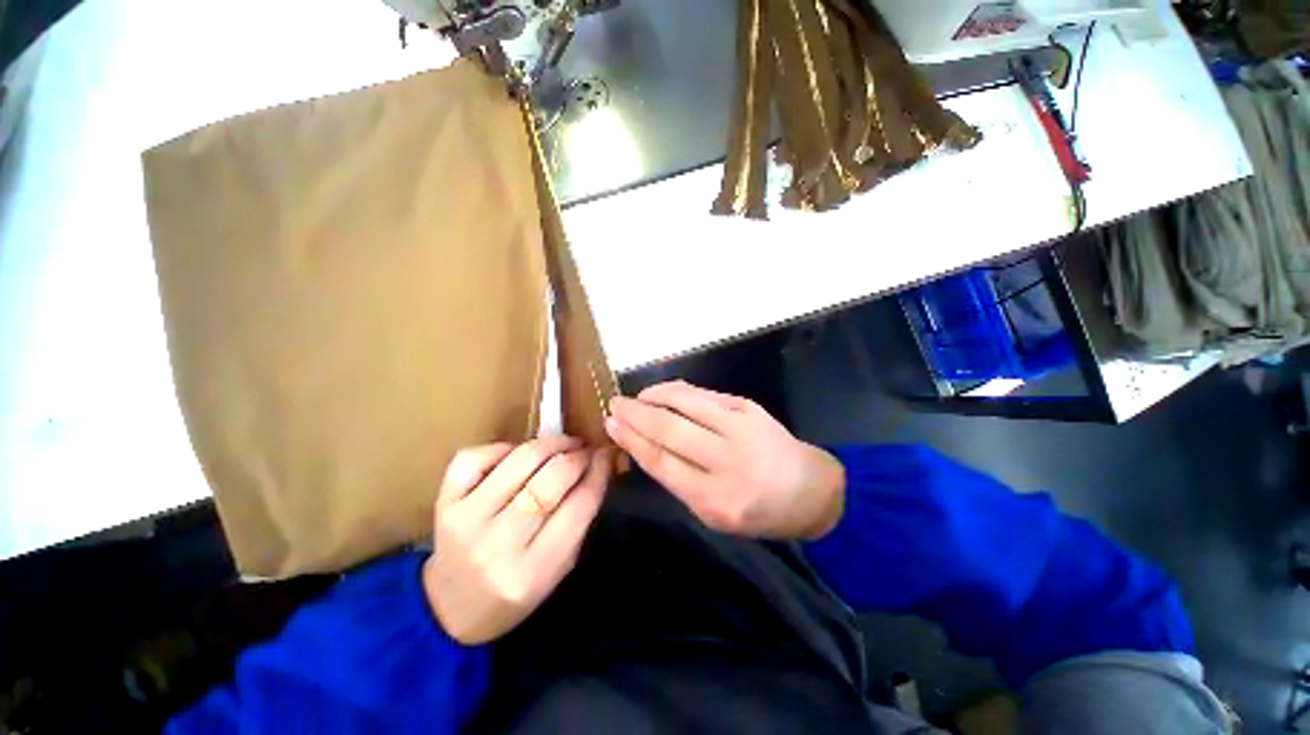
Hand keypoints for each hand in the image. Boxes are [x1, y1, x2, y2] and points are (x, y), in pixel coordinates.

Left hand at [423, 436, 612, 644]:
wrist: (449, 610)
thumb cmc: (515, 593)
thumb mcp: (559, 569)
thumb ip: (580, 519)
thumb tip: (599, 465)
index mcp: (533, 572)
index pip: (579, 505)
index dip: (599, 472)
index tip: (606, 455)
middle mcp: (498, 544)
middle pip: (551, 478)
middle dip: (578, 455)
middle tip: (587, 450)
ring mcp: (465, 520)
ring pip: (519, 460)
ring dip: (550, 444)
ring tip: (563, 444)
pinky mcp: (443, 503)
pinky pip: (475, 457)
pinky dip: (502, 448)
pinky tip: (515, 455)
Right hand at [605, 381, 844, 539]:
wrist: (809, 488)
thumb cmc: (757, 511)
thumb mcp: (713, 515)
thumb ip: (679, 480)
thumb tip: (644, 444)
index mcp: (715, 498)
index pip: (661, 461)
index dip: (632, 440)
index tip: (611, 425)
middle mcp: (727, 460)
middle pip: (669, 429)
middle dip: (636, 414)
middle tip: (614, 404)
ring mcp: (740, 427)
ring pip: (685, 403)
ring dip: (654, 396)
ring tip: (635, 397)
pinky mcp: (748, 407)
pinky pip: (704, 394)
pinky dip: (677, 390)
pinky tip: (662, 392)